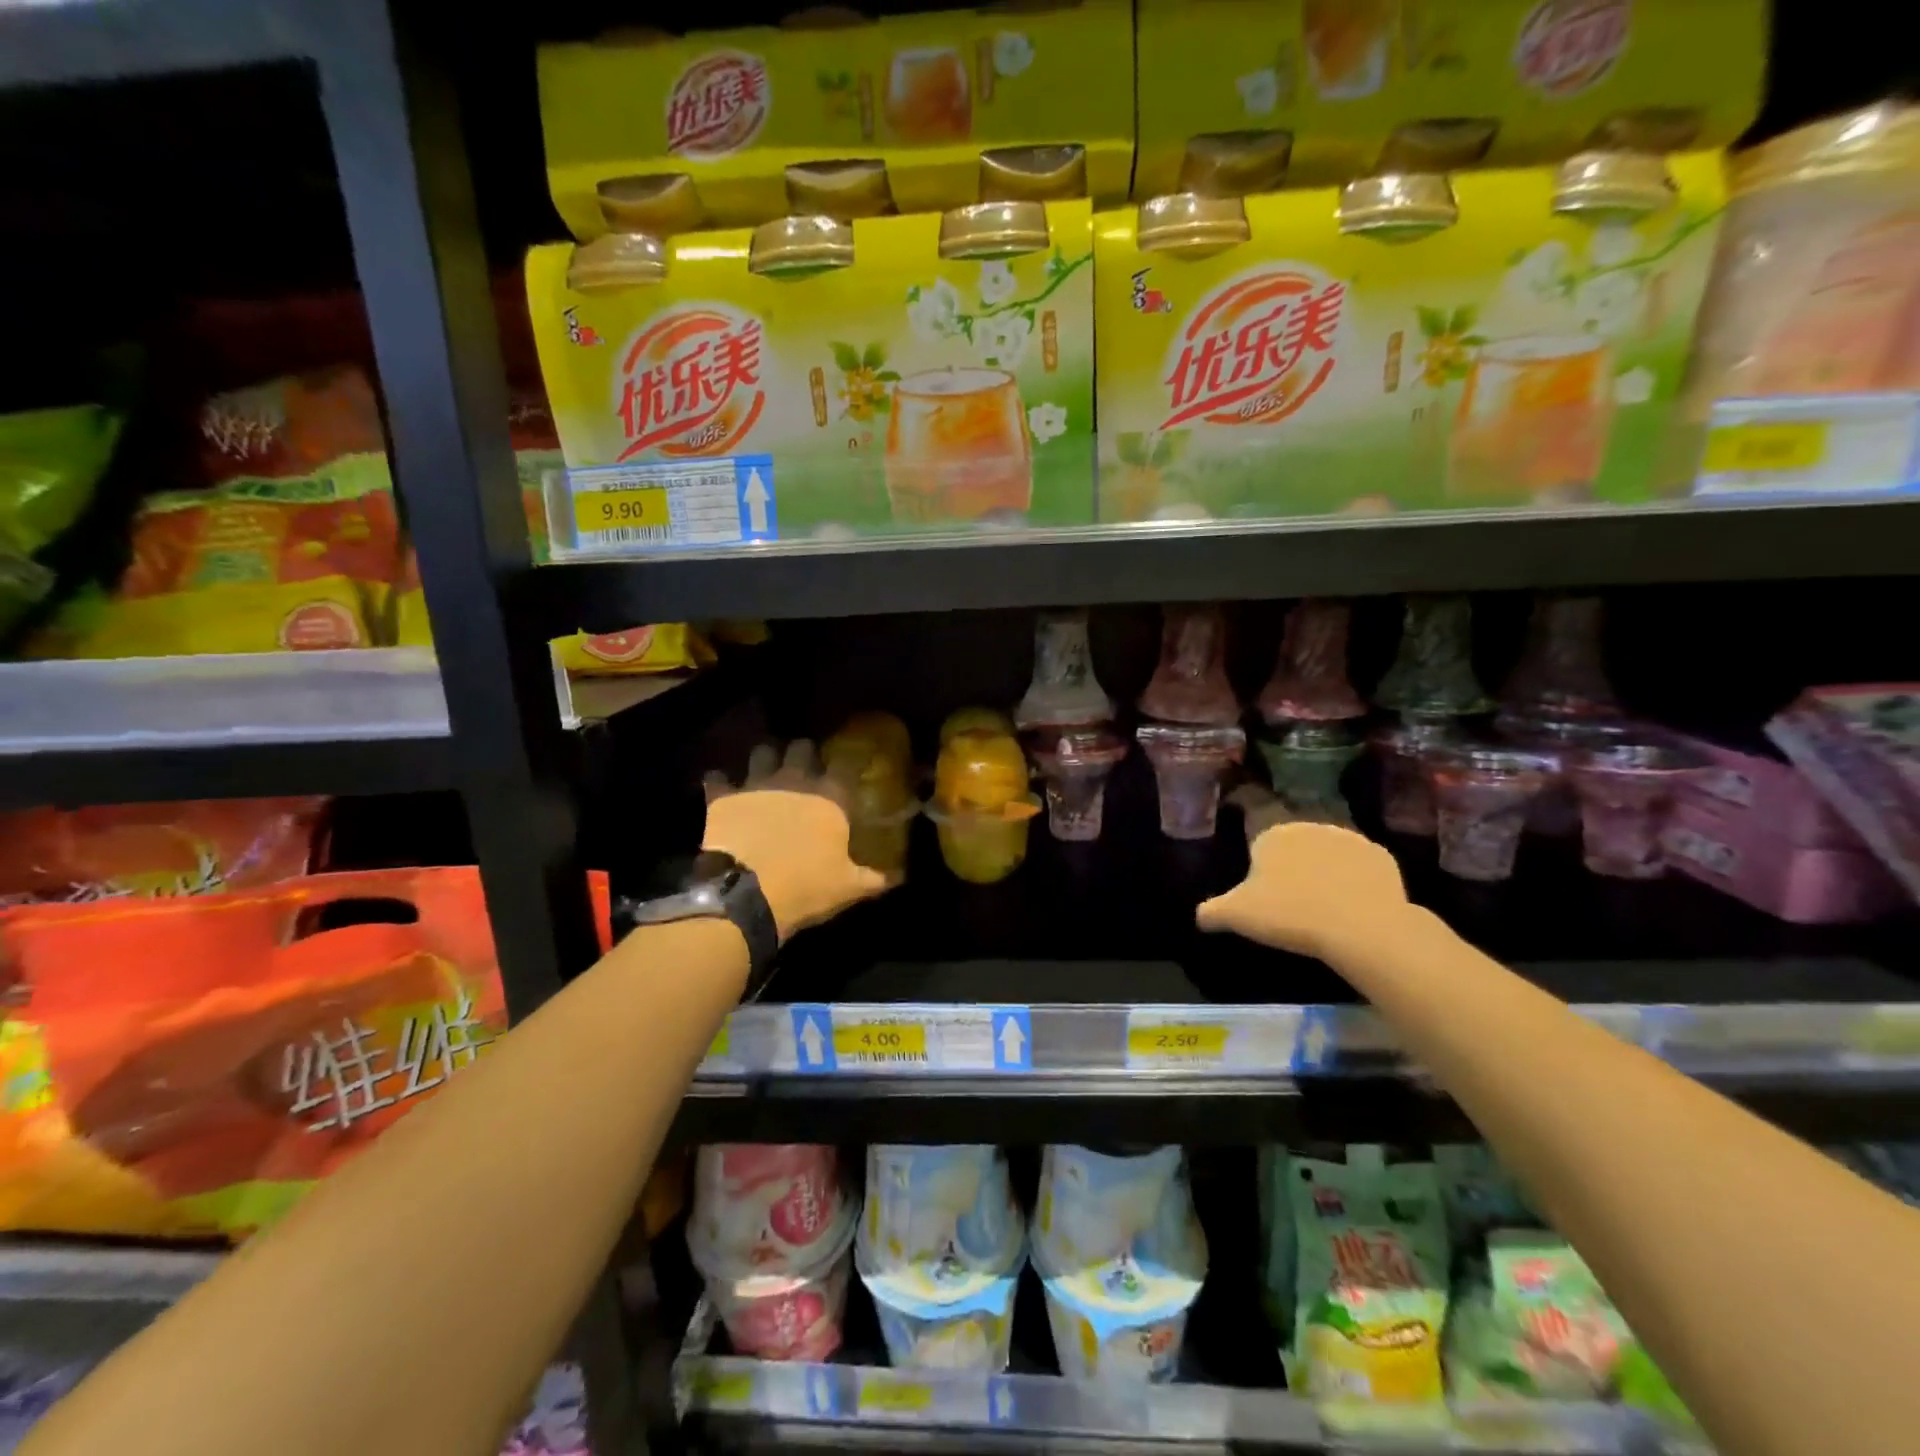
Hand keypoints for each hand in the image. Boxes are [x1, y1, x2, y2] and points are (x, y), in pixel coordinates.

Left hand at [702, 741, 890, 940]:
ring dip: (765, 758)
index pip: (845, 766)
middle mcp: (795, 781)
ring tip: (765, 768)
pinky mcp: (723, 797)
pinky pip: (717, 777)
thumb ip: (875, 878)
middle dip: (803, 753)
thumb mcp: (849, 888)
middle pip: (802, 747)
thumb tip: (898, 878)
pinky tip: (720, 785)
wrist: (746, 895)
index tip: (846, 769)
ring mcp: (757, 784)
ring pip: (762, 752)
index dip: (845, 764)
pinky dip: (719, 780)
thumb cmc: (806, 887)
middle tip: (804, 765)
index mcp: (830, 798)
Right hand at [1195, 820, 1408, 959]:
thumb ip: (1212, 911)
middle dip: (1287, 854)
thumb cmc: (1289, 915)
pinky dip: (1354, 876)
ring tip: (1319, 896)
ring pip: (1326, 847)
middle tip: (1284, 887)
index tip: (1251, 857)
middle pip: (1291, 835)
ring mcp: (1347, 838)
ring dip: (1322, 863)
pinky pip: (1359, 864)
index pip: (1252, 816)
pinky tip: (1351, 901)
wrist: (1362, 928)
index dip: (1250, 834)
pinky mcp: (1380, 856)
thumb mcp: (1237, 916)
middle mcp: (1307, 825)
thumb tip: (1199, 916)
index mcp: (1270, 833)